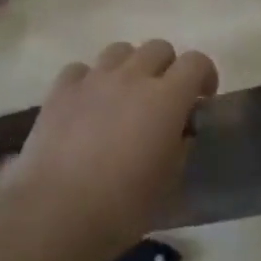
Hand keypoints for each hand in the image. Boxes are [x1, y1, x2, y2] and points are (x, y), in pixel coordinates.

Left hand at [0, 40, 218, 260]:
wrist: (56, 213)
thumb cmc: (122, 206)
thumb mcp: (168, 181)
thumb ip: (180, 145)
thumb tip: (179, 131)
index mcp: (166, 98)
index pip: (196, 62)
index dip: (204, 75)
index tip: (202, 98)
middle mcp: (131, 77)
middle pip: (158, 48)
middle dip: (167, 67)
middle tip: (163, 99)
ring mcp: (93, 79)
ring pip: (119, 50)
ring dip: (129, 67)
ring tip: (124, 96)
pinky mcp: (60, 90)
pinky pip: (81, 69)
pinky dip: (90, 80)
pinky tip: (87, 104)